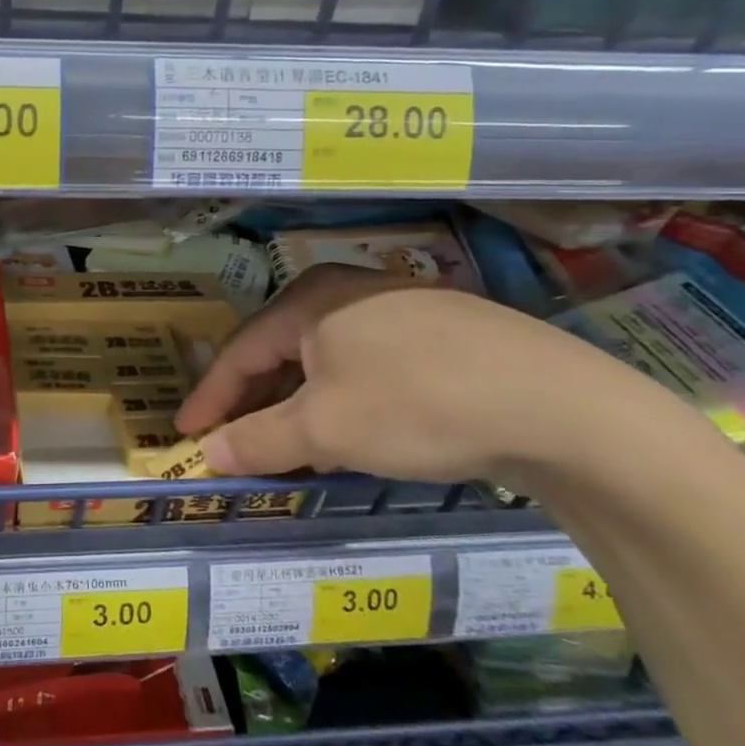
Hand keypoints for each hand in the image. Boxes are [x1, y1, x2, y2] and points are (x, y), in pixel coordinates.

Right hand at [179, 264, 668, 486]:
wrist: (558, 406)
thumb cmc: (417, 405)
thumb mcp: (325, 429)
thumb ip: (259, 440)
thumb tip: (209, 454)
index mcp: (310, 300)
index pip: (241, 351)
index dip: (210, 397)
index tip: (186, 434)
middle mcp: (348, 291)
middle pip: (282, 352)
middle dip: (255, 403)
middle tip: (233, 444)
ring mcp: (399, 308)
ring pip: (327, 361)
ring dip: (300, 406)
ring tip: (289, 448)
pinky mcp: (442, 332)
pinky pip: (368, 366)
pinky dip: (345, 401)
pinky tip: (354, 433)